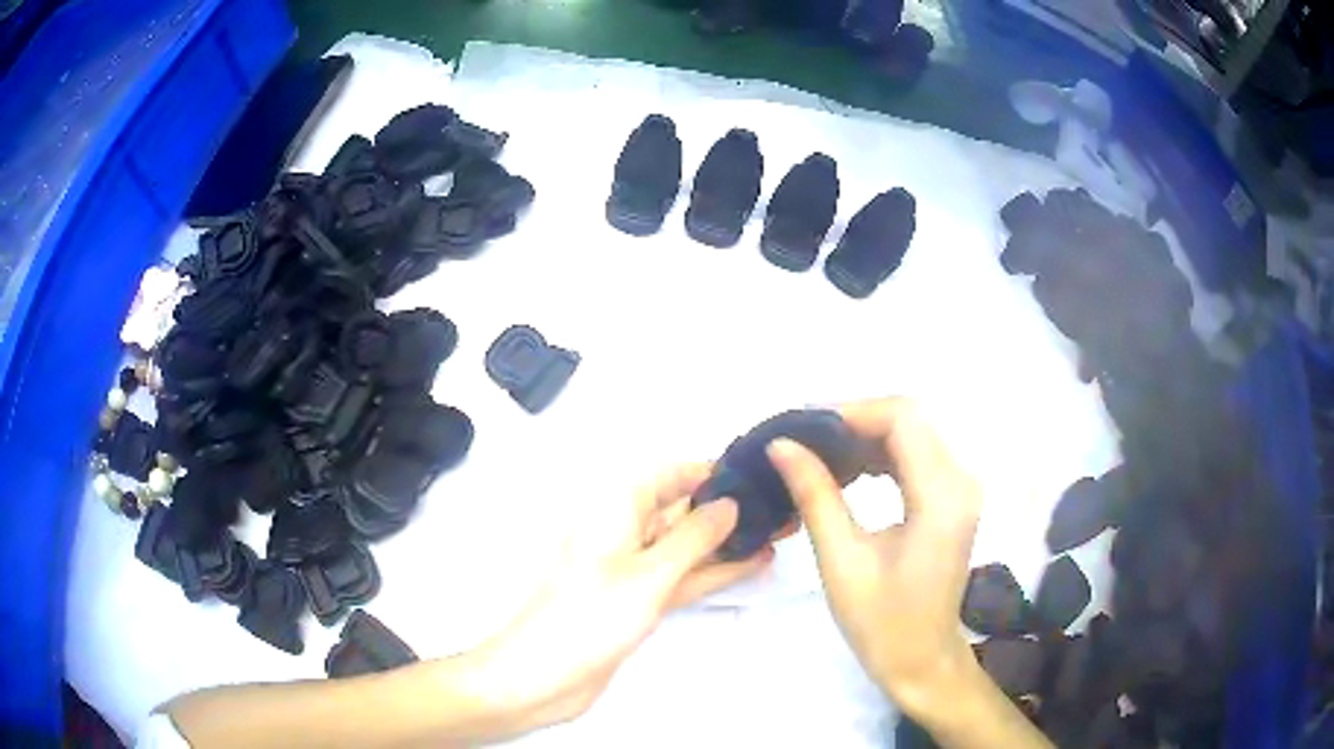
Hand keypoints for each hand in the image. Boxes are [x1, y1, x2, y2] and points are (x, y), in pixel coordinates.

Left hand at [471, 464, 772, 735]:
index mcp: (614, 511)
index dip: (706, 470)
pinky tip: (750, 565)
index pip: (667, 476)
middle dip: (725, 508)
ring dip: (726, 542)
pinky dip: (713, 572)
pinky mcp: (637, 602)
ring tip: (776, 532)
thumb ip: (693, 538)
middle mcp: (623, 534)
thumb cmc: (588, 618)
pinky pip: (681, 577)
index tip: (752, 472)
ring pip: (686, 547)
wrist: (543, 677)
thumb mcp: (649, 574)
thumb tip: (728, 504)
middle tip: (776, 506)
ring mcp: (631, 571)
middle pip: (679, 510)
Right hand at [766, 398, 981, 715]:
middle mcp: (961, 481)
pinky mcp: (952, 500)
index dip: (851, 412)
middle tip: (802, 440)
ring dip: (864, 438)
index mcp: (942, 496)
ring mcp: (961, 489)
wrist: (921, 661)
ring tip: (816, 455)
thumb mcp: (842, 560)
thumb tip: (782, 446)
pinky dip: (879, 456)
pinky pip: (916, 457)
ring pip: (912, 434)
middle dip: (853, 423)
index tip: (802, 426)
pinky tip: (847, 472)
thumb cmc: (882, 623)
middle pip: (909, 420)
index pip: (902, 419)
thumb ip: (816, 495)